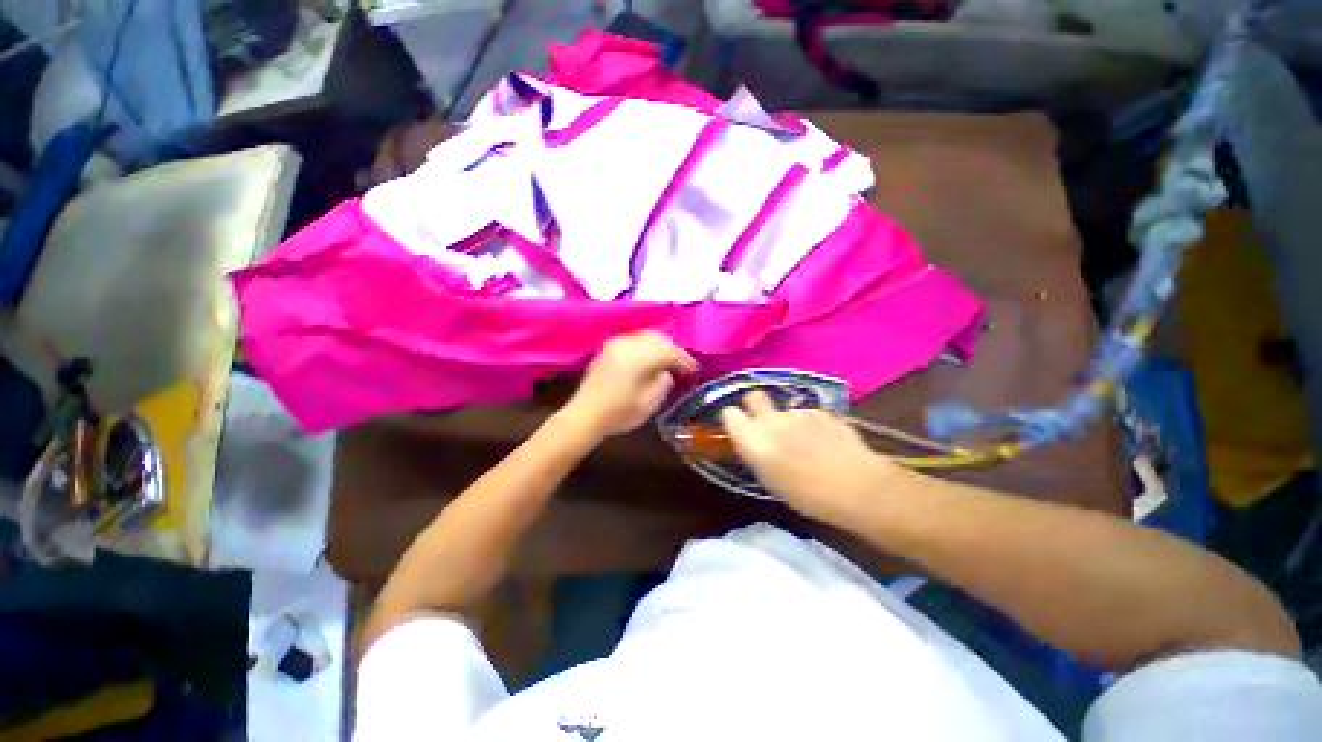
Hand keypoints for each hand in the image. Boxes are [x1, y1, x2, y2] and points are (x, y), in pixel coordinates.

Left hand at [563, 332, 697, 439]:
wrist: (585, 415)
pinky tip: (649, 360)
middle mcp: (628, 344)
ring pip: (647, 336)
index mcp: (640, 357)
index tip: (694, 370)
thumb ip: (664, 383)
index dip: (685, 360)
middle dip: (674, 350)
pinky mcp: (609, 348)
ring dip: (661, 346)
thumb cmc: (619, 413)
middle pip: (659, 339)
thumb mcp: (649, 403)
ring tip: (668, 362)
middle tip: (682, 365)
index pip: (670, 351)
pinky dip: (647, 347)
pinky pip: (634, 340)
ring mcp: (617, 343)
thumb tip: (667, 371)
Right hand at [720, 391, 906, 523]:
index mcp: (752, 438)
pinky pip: (808, 415)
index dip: (733, 420)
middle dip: (755, 405)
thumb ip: (757, 455)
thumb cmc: (806, 494)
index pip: (729, 414)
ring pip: (784, 409)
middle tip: (765, 424)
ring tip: (803, 443)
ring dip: (787, 420)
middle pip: (753, 396)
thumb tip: (755, 444)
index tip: (739, 429)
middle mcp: (771, 419)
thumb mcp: (769, 480)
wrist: (855, 485)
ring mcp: (798, 412)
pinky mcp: (821, 412)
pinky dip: (811, 425)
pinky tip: (824, 442)